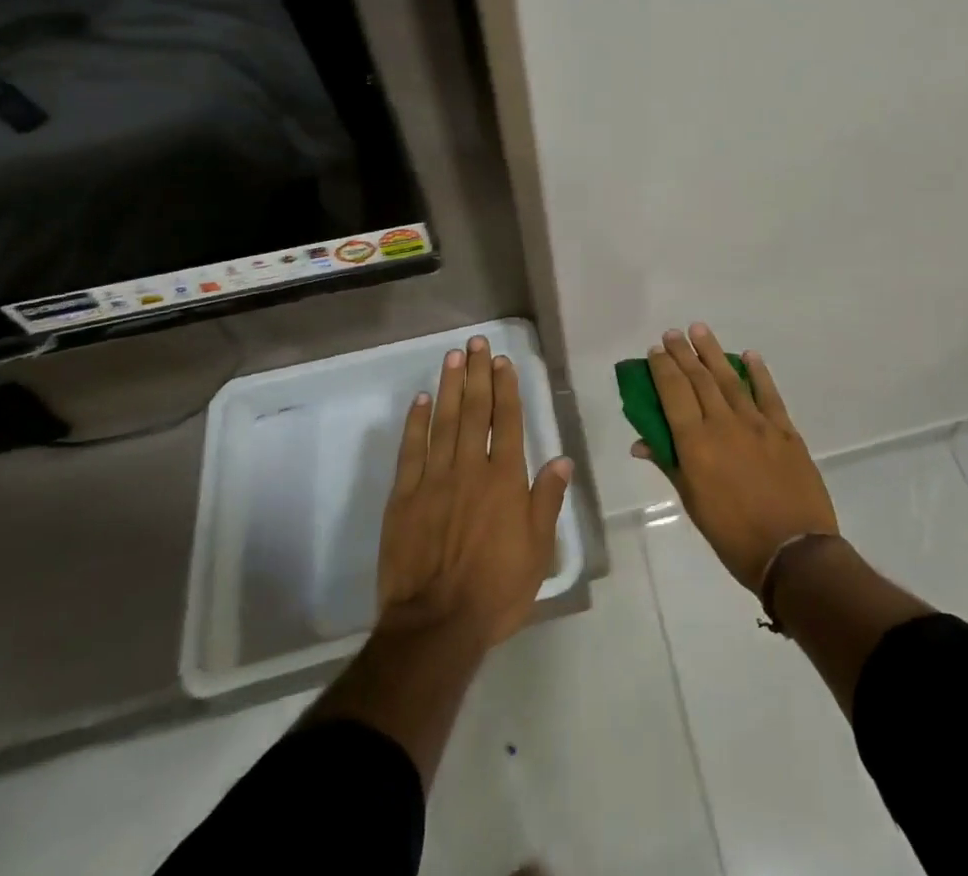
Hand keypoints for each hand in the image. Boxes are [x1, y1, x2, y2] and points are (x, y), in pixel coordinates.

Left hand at [378, 336, 572, 648]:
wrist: (435, 625)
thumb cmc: (495, 590)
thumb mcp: (538, 550)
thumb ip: (548, 500)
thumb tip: (562, 459)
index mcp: (505, 480)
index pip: (508, 421)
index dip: (506, 388)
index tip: (503, 361)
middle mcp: (471, 469)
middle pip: (475, 411)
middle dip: (478, 373)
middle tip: (477, 342)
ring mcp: (434, 480)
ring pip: (443, 421)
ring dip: (449, 386)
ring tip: (453, 356)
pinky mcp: (404, 497)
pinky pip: (411, 450)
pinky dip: (416, 422)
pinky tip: (421, 400)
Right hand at [634, 324, 837, 591]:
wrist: (794, 553)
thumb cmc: (733, 536)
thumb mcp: (694, 504)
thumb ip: (670, 464)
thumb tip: (642, 442)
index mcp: (696, 444)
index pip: (674, 393)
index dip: (663, 369)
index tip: (656, 350)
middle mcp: (724, 424)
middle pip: (699, 379)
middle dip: (683, 353)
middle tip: (673, 333)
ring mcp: (757, 424)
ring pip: (730, 378)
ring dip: (713, 352)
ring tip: (700, 330)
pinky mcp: (785, 430)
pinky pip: (768, 393)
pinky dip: (758, 372)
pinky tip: (748, 356)